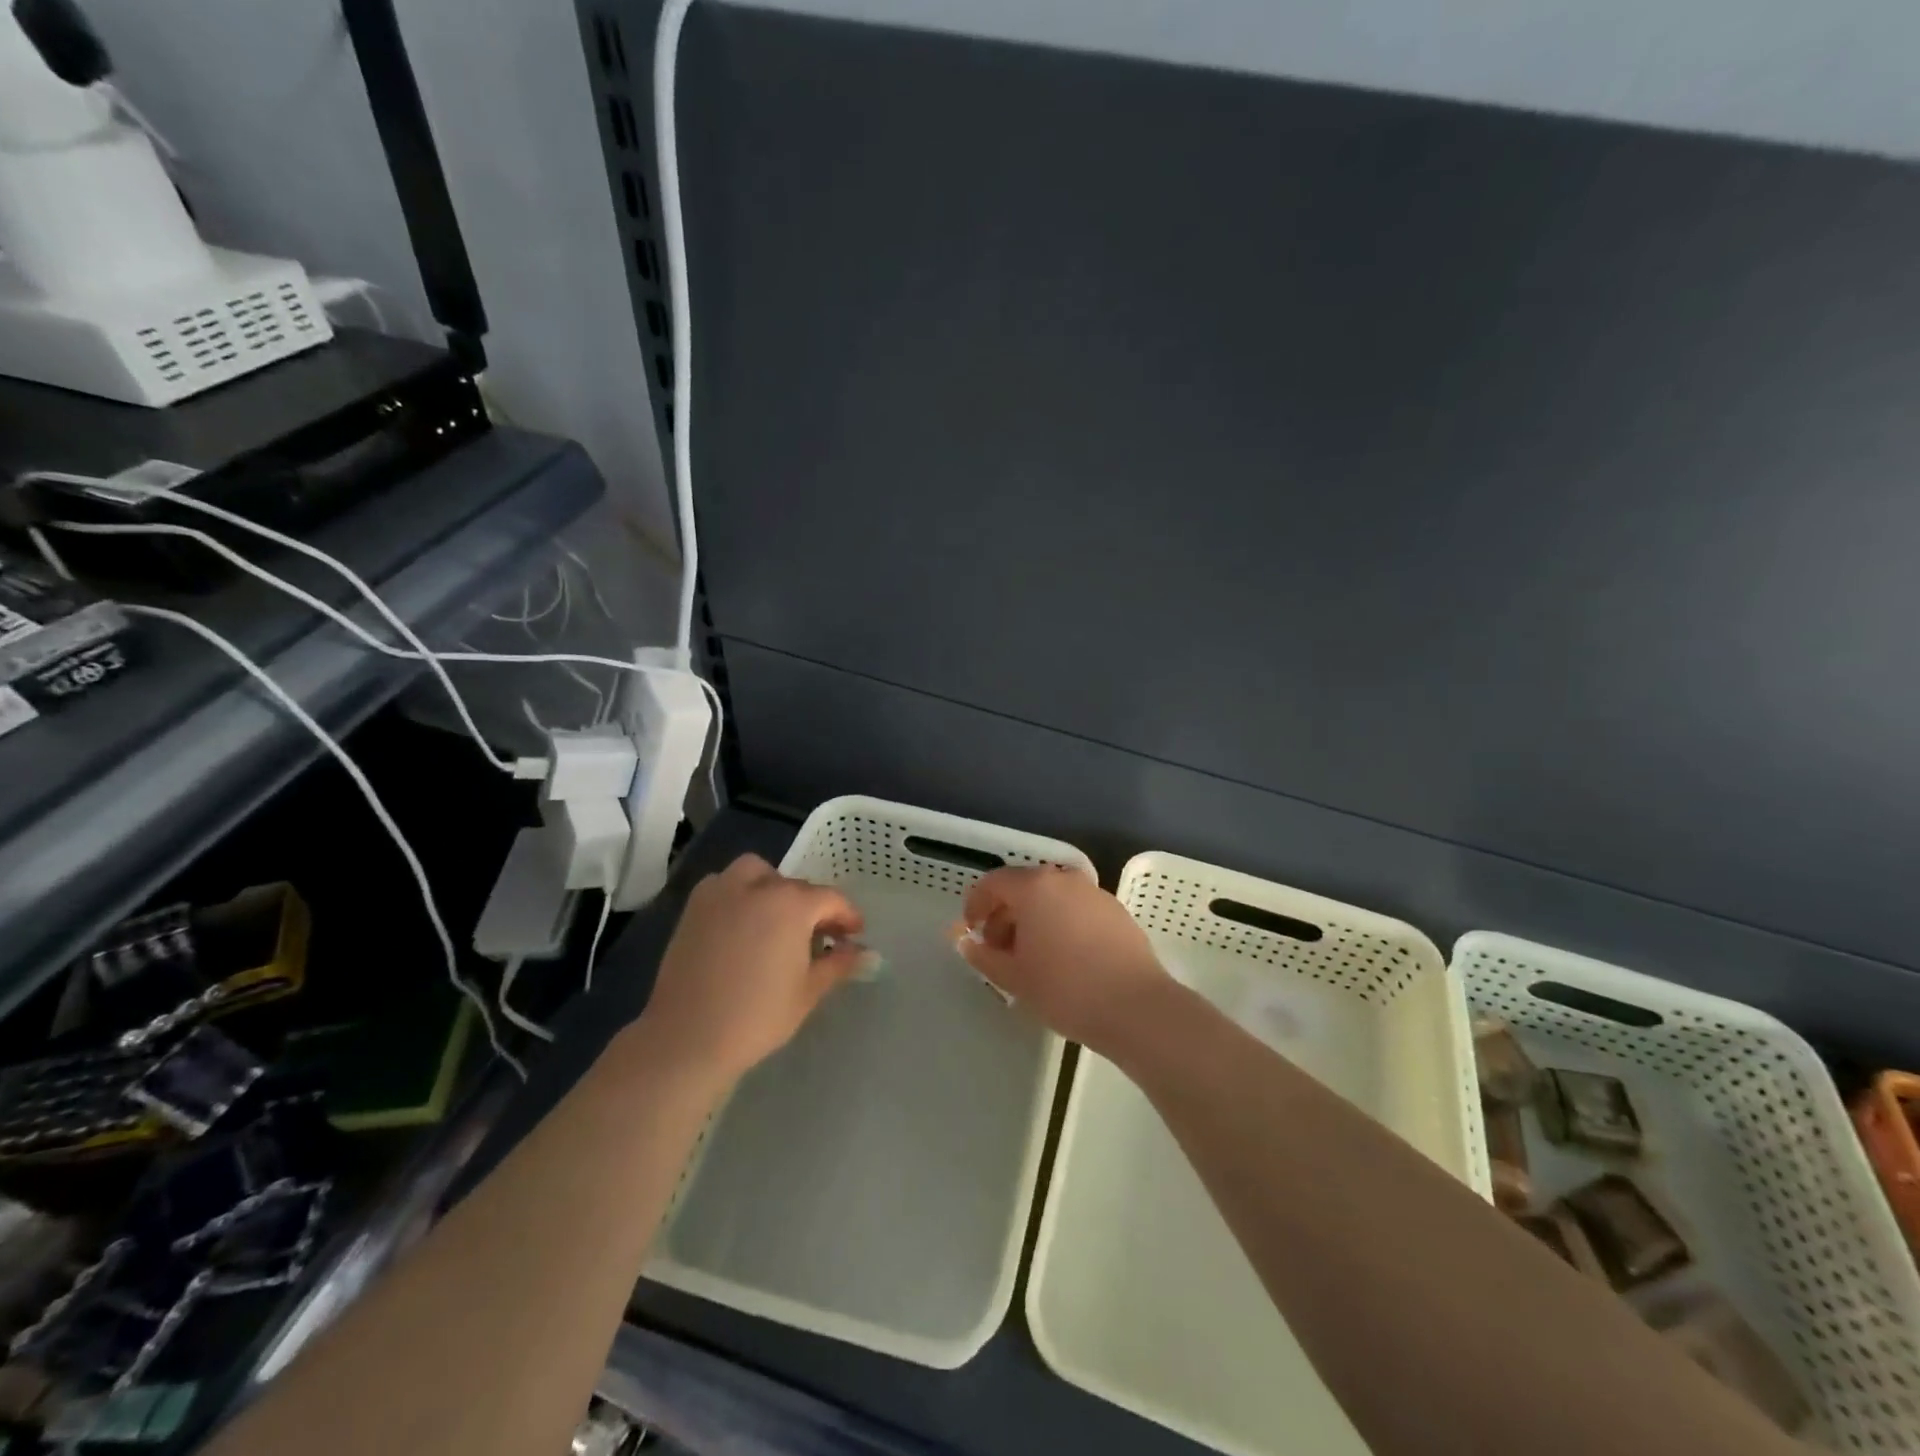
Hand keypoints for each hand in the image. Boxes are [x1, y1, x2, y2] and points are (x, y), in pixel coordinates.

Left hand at [636, 854, 868, 1085]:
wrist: (688, 1037)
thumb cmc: (758, 1016)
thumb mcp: (809, 991)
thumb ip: (839, 964)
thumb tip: (866, 954)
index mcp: (791, 904)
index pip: (830, 899)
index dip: (847, 916)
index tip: (854, 935)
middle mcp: (757, 887)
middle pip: (795, 886)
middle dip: (812, 906)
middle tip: (818, 936)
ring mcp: (721, 893)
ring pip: (756, 872)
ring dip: (772, 887)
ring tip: (776, 919)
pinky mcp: (694, 908)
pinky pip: (723, 884)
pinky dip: (738, 893)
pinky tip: (742, 923)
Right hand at [954, 865, 1174, 1054]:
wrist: (1135, 1007)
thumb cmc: (1065, 989)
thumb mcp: (1013, 977)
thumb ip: (983, 956)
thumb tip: (966, 942)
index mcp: (1034, 887)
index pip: (993, 883)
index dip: (976, 904)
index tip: (971, 931)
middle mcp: (1064, 879)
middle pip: (1023, 887)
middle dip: (1004, 914)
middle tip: (997, 950)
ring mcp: (1094, 893)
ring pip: (1051, 898)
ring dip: (1033, 920)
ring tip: (1030, 957)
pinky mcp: (1116, 911)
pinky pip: (1075, 909)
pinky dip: (1060, 924)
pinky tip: (1064, 958)